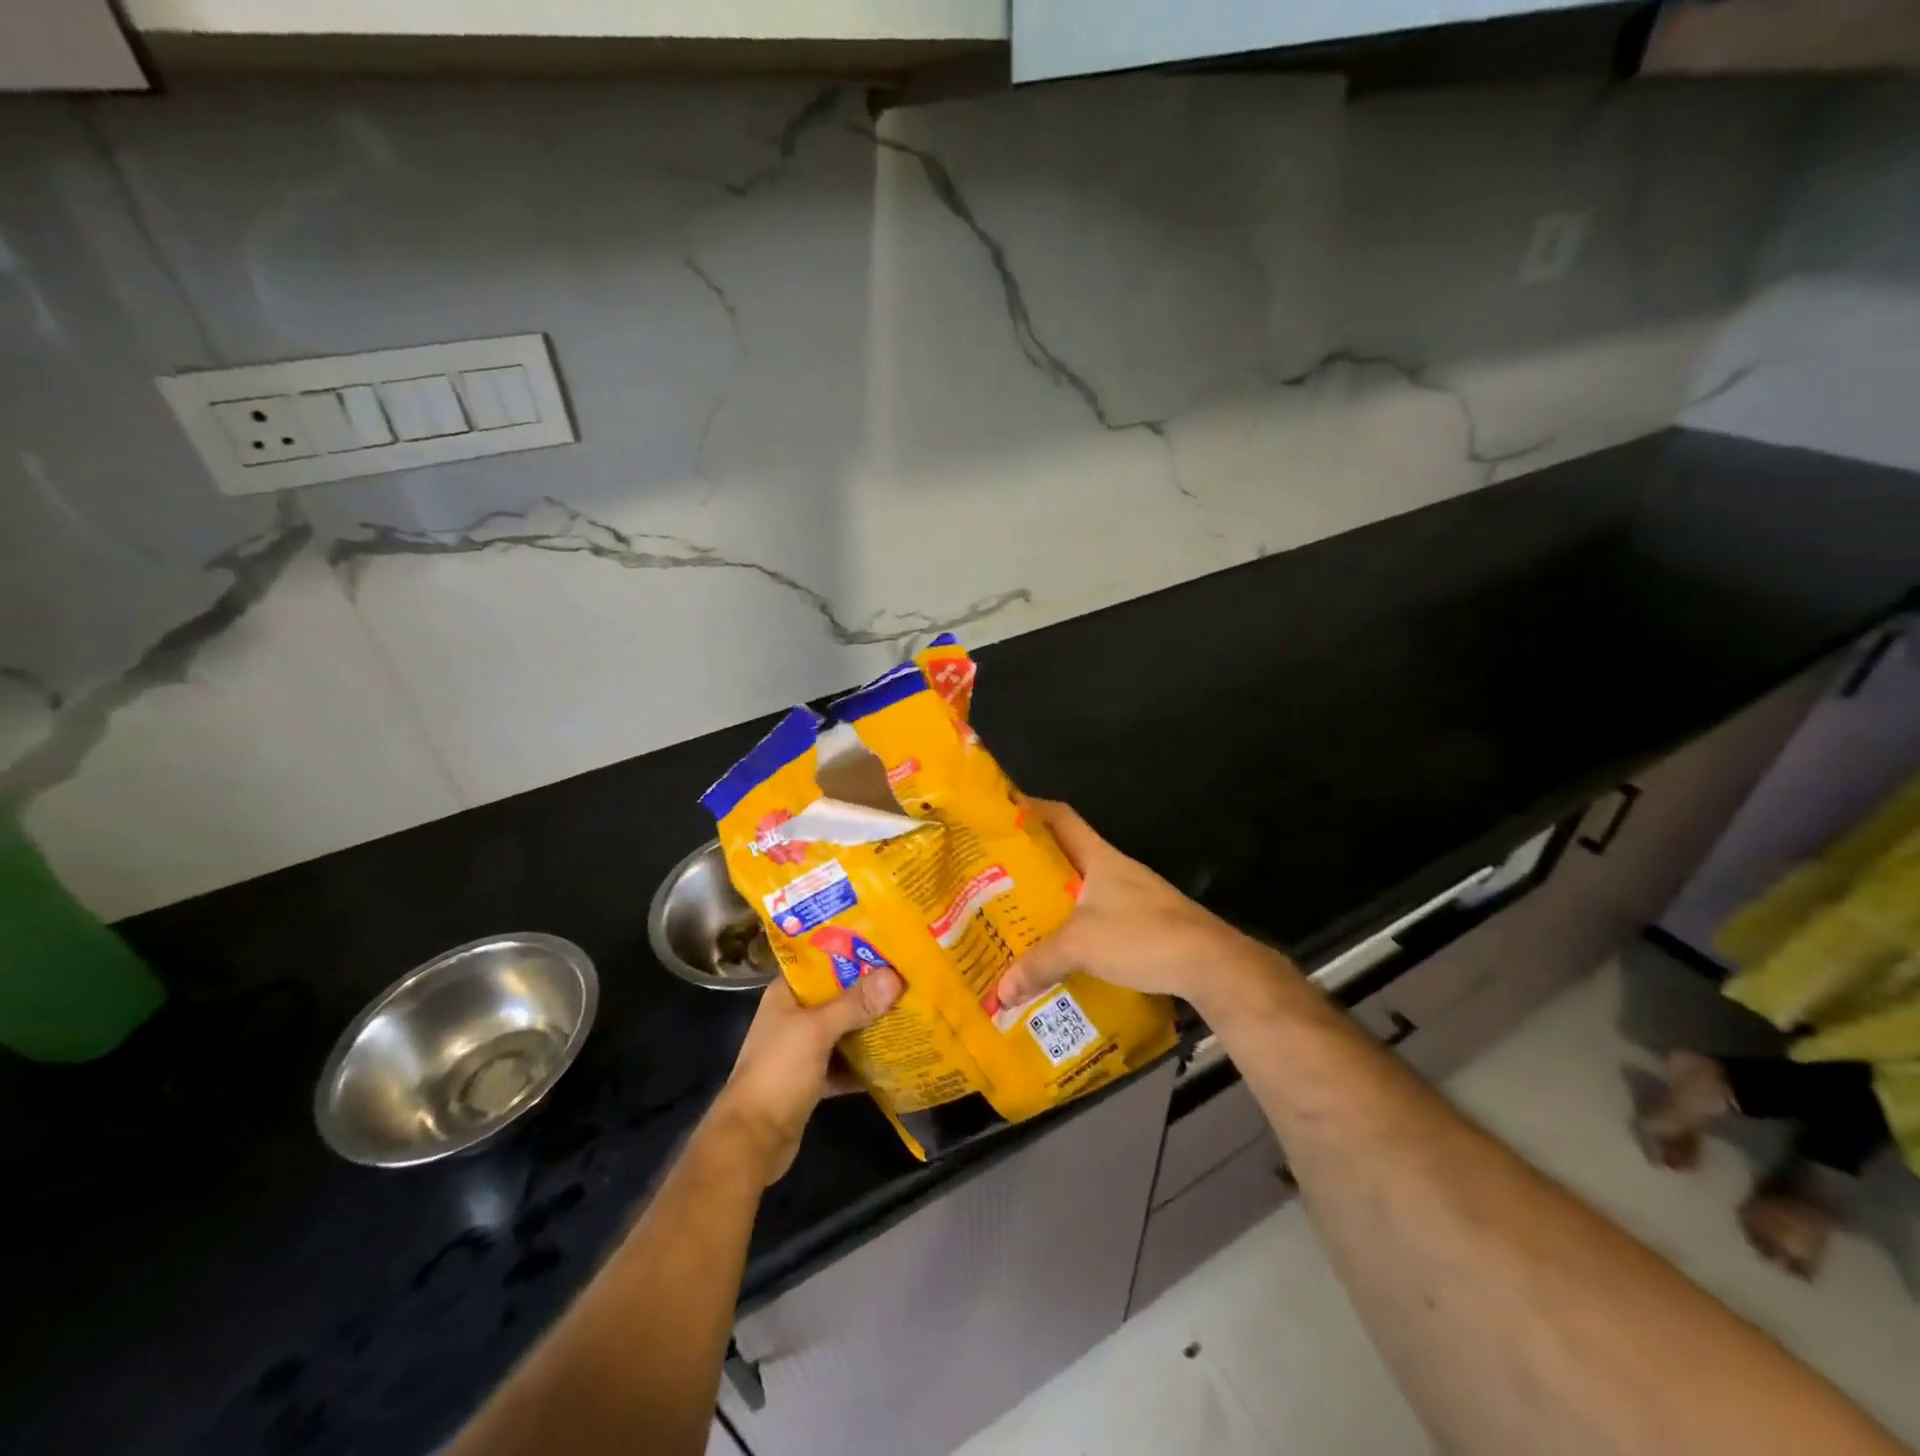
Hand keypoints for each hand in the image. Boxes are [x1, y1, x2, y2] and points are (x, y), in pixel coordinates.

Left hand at [711, 968, 901, 1185]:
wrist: (753, 1141)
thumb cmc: (778, 1073)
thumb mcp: (816, 1031)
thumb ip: (854, 1004)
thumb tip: (894, 976)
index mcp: (787, 994)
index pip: (821, 961)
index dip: (852, 951)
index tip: (888, 944)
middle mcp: (794, 1016)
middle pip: (838, 995)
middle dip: (870, 989)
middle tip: (908, 975)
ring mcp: (803, 1049)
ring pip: (844, 1028)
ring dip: (871, 1024)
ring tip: (910, 1009)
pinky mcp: (814, 1078)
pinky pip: (846, 1061)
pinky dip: (866, 1060)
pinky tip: (897, 1056)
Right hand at [996, 800, 1300, 1019]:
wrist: (1210, 964)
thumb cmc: (1141, 935)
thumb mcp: (1080, 946)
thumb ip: (1038, 964)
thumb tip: (1000, 993)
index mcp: (1098, 856)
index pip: (1060, 817)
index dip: (1031, 809)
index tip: (1000, 814)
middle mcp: (1114, 869)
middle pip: (1066, 855)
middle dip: (1032, 865)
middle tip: (995, 878)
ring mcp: (1132, 897)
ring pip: (1081, 890)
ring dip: (1054, 901)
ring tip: (1020, 917)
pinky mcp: (1144, 925)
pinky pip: (1098, 919)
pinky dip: (1076, 930)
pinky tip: (1060, 951)